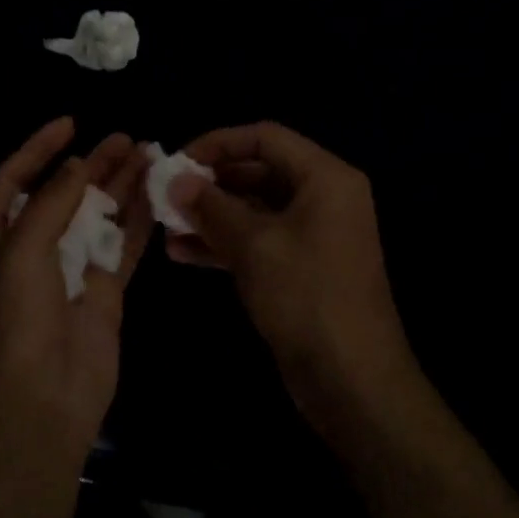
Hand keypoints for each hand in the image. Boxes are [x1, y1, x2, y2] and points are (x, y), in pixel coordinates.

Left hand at [0, 118, 151, 458]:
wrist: (40, 402)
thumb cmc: (13, 321)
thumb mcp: (19, 252)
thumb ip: (50, 203)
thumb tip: (77, 165)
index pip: (14, 181)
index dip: (38, 150)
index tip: (71, 124)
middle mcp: (30, 251)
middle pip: (62, 195)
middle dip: (90, 165)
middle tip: (125, 138)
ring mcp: (69, 272)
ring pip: (97, 217)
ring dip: (119, 186)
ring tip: (147, 153)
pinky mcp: (103, 293)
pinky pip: (123, 247)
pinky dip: (138, 220)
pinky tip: (156, 193)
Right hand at [165, 122, 419, 436]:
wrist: (352, 380)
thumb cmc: (306, 296)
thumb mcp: (254, 245)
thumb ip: (211, 206)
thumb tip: (175, 180)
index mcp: (325, 178)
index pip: (264, 137)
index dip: (217, 143)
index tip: (177, 162)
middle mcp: (322, 198)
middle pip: (258, 172)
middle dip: (210, 183)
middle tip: (166, 196)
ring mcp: (312, 235)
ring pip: (253, 209)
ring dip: (210, 215)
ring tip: (166, 227)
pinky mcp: (299, 268)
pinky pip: (257, 241)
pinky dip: (223, 243)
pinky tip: (182, 253)